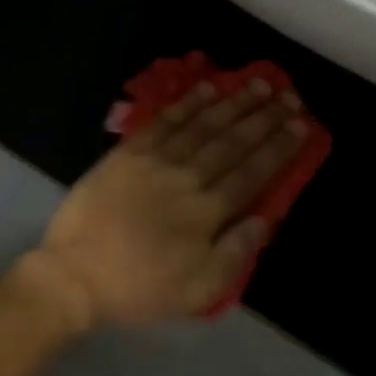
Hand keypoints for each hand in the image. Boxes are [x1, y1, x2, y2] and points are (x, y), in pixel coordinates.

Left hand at [19, 80, 310, 328]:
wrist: (75, 274)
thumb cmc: (139, 288)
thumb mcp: (197, 291)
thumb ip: (235, 254)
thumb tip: (265, 218)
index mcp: (207, 213)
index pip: (252, 172)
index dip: (279, 147)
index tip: (300, 125)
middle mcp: (187, 178)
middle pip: (233, 142)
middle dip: (264, 118)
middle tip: (288, 96)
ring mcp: (156, 161)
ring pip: (203, 125)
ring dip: (233, 103)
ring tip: (257, 84)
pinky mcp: (129, 152)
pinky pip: (164, 121)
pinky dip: (187, 103)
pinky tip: (206, 88)